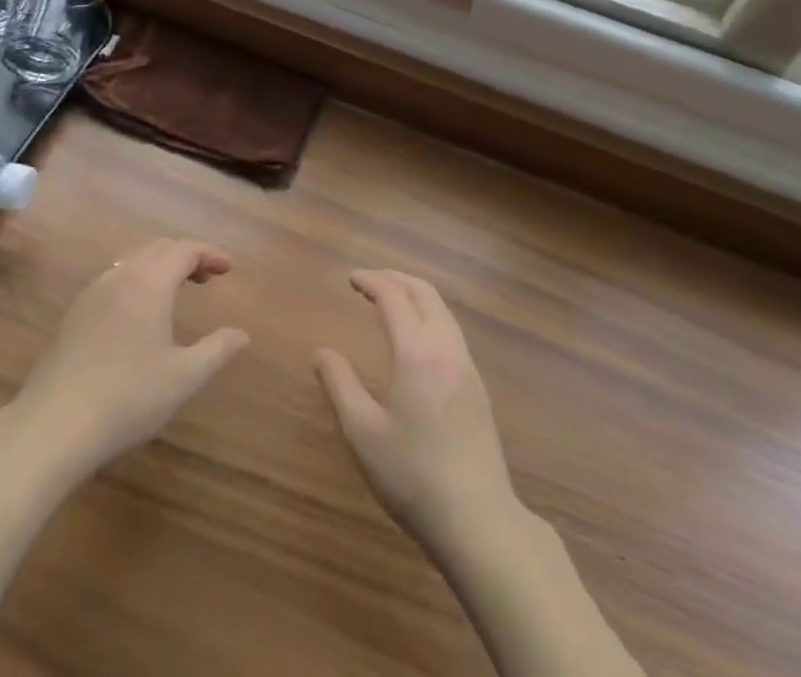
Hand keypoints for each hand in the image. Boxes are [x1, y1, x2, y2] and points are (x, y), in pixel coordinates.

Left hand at [6, 239, 249, 480]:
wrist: (52, 426)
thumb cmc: (127, 398)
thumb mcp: (183, 378)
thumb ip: (217, 350)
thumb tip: (242, 334)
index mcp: (149, 282)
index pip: (185, 249)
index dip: (210, 253)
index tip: (229, 269)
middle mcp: (120, 276)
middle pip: (158, 248)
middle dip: (186, 256)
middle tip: (207, 277)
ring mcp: (92, 293)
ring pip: (133, 261)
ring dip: (159, 267)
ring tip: (176, 292)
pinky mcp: (74, 314)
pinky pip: (114, 280)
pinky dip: (137, 281)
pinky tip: (139, 315)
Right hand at [315, 270, 517, 553]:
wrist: (479, 521)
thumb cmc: (413, 476)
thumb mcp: (362, 433)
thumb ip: (340, 384)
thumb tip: (322, 352)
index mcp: (417, 351)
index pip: (393, 297)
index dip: (371, 281)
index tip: (351, 278)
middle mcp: (446, 348)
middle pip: (424, 293)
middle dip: (395, 278)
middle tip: (369, 281)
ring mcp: (467, 366)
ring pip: (442, 310)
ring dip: (415, 295)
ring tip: (390, 301)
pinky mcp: (478, 387)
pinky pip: (451, 330)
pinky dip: (429, 315)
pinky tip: (417, 337)